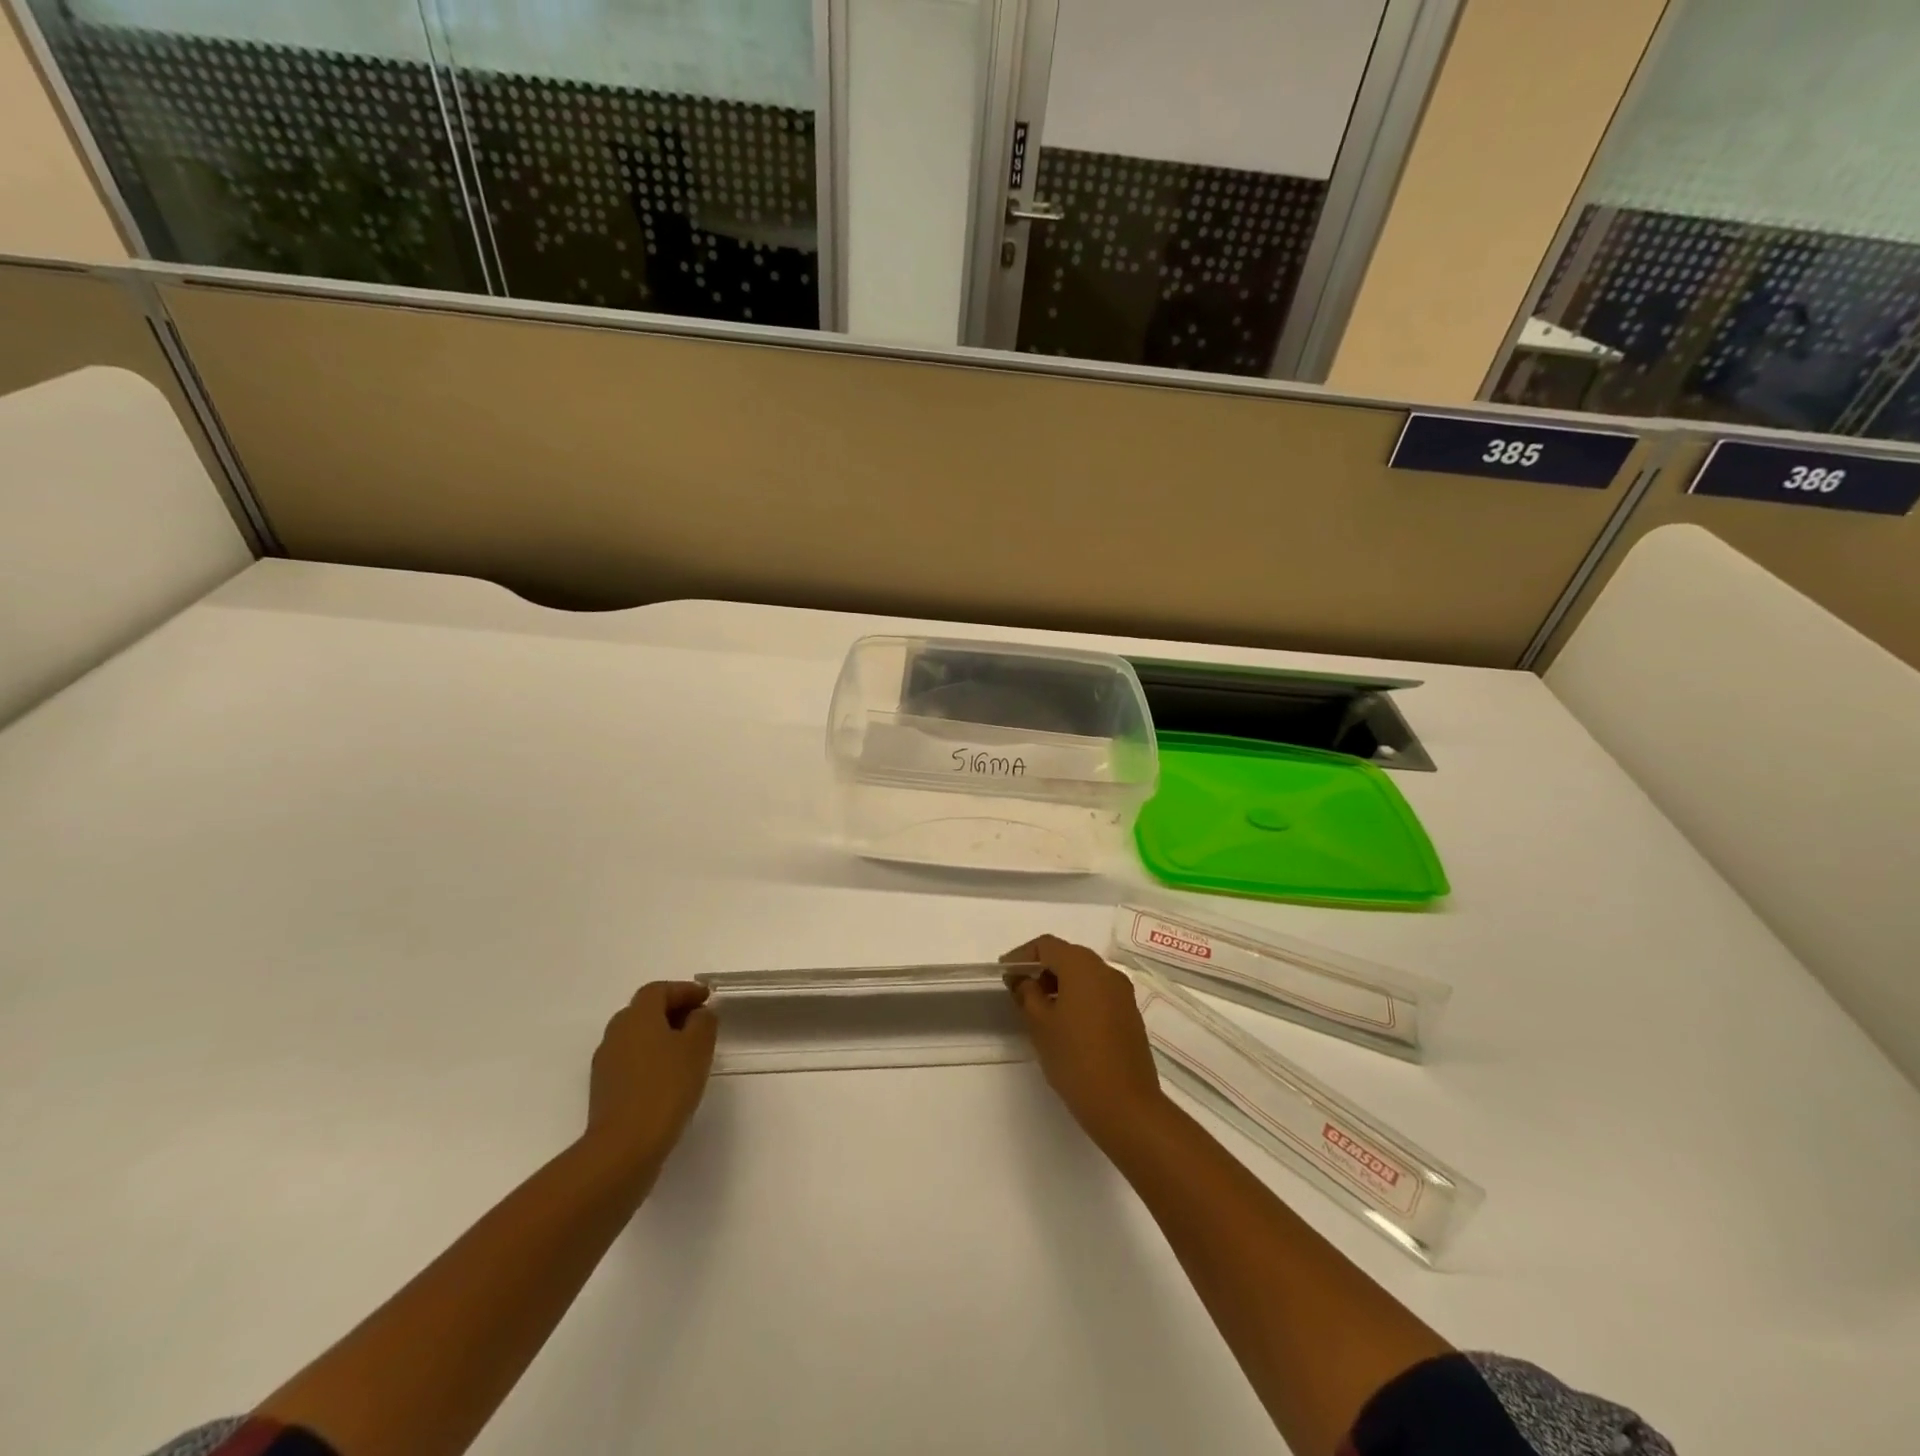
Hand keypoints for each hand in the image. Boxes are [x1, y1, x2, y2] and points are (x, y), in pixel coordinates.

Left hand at [583, 982, 717, 1170]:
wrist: (624, 1147)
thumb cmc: (666, 1087)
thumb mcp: (698, 1047)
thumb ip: (703, 1022)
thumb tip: (698, 1014)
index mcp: (637, 1016)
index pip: (659, 990)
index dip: (684, 990)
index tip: (707, 998)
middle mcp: (616, 1032)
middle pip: (644, 1011)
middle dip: (672, 1011)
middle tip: (698, 1021)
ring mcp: (606, 1062)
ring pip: (637, 1036)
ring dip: (661, 1036)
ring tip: (687, 1050)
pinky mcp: (604, 1089)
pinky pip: (631, 1060)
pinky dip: (651, 1058)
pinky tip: (669, 1076)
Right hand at [1003, 935, 1166, 1146]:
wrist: (1126, 1106)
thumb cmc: (1076, 1060)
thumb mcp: (1040, 1025)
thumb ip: (1027, 994)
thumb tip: (1024, 980)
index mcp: (1083, 967)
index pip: (1047, 945)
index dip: (1022, 955)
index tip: (1004, 973)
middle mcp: (1106, 972)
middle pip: (1068, 956)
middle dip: (1041, 967)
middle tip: (1018, 989)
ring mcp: (1122, 993)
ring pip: (1085, 974)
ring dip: (1060, 983)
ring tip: (1038, 1008)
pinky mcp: (1130, 1014)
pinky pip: (1098, 992)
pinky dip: (1078, 996)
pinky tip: (1064, 1022)